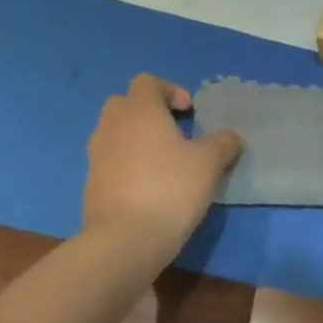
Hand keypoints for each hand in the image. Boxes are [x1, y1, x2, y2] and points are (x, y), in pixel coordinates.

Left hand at [82, 75, 241, 255]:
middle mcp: (113, 126)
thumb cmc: (171, 189)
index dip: (170, 90)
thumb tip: (231, 137)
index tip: (190, 112)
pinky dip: (126, 163)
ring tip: (162, 160)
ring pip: (113, 132)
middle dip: (147, 111)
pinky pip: (109, 160)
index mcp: (140, 111)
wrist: (125, 240)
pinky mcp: (91, 184)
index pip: (147, 82)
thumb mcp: (209, 163)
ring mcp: (97, 156)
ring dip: (135, 137)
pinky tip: (148, 186)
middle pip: (124, 103)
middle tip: (173, 131)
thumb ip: (223, 143)